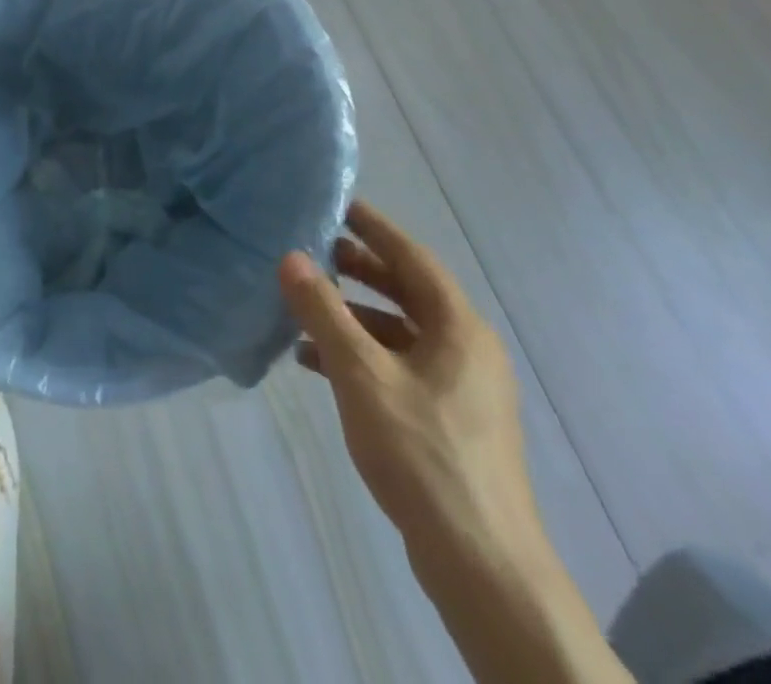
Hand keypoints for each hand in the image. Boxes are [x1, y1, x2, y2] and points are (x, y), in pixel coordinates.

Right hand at [279, 200, 541, 561]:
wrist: (481, 564)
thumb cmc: (423, 453)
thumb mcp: (361, 374)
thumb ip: (323, 312)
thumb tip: (290, 257)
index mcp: (459, 328)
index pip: (413, 258)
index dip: (374, 229)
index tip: (338, 205)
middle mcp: (467, 350)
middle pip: (409, 293)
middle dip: (362, 271)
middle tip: (316, 251)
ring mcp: (462, 389)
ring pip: (401, 333)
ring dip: (355, 318)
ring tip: (305, 309)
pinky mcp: (450, 422)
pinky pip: (401, 367)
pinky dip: (362, 355)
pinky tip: (318, 364)